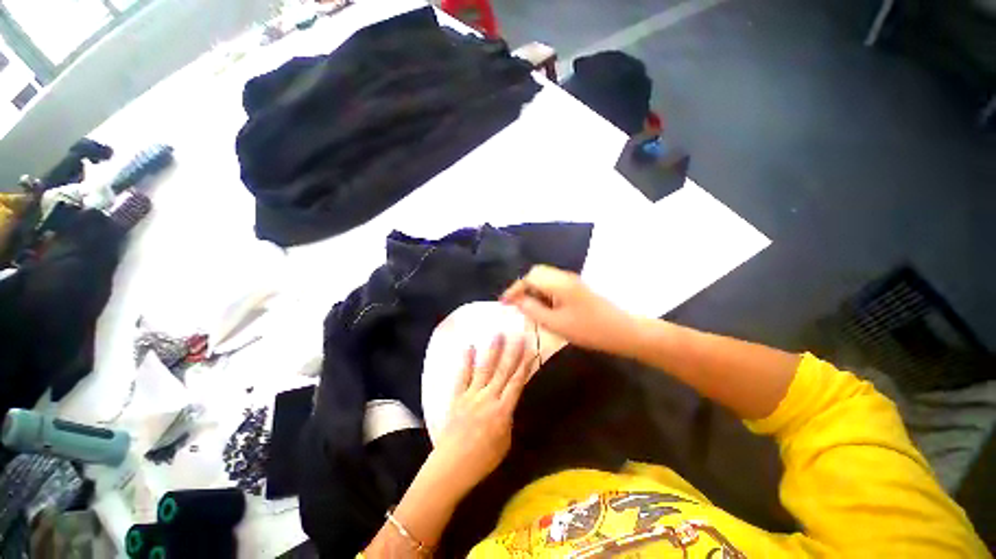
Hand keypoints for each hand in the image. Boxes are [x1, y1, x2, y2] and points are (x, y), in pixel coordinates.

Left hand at [429, 334, 530, 493]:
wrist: (451, 467)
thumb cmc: (482, 460)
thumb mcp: (505, 443)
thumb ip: (508, 419)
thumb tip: (508, 404)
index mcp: (503, 410)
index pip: (517, 382)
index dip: (525, 365)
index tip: (530, 349)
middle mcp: (488, 397)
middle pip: (503, 371)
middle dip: (512, 352)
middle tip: (518, 335)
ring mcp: (471, 395)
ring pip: (485, 368)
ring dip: (492, 351)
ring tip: (498, 334)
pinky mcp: (457, 396)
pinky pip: (462, 376)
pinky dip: (466, 361)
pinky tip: (470, 347)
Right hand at [501, 265, 638, 356]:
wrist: (621, 331)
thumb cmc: (588, 329)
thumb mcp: (556, 323)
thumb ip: (533, 310)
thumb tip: (517, 300)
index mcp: (558, 283)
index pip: (529, 278)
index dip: (514, 289)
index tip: (503, 303)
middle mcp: (563, 276)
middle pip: (536, 273)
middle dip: (523, 286)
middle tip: (515, 304)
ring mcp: (571, 281)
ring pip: (545, 277)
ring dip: (533, 289)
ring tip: (527, 307)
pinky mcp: (576, 287)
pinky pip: (553, 284)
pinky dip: (543, 292)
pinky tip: (543, 307)